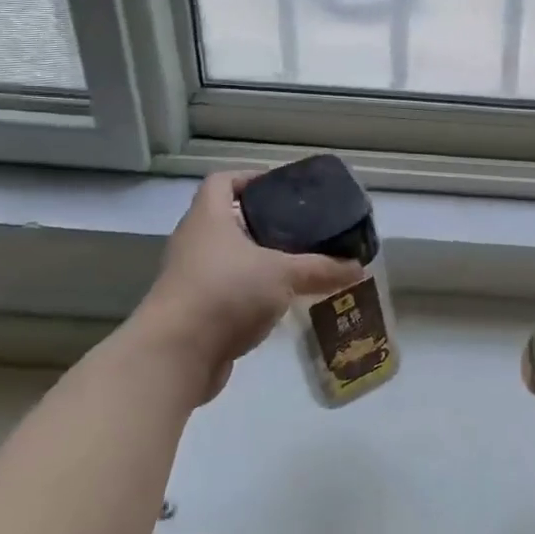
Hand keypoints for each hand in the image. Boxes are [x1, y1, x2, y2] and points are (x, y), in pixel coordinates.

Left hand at [130, 172, 360, 406]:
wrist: (175, 356)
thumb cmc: (225, 293)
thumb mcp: (283, 275)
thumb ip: (322, 268)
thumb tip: (358, 268)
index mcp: (208, 218)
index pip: (222, 181)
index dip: (249, 178)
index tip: (282, 189)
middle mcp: (194, 242)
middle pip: (229, 220)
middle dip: (265, 223)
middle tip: (302, 228)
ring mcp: (191, 278)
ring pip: (230, 259)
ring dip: (260, 261)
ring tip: (298, 265)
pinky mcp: (195, 311)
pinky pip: (228, 291)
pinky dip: (252, 292)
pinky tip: (281, 302)